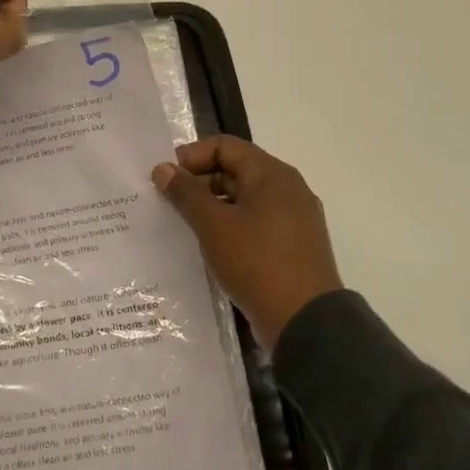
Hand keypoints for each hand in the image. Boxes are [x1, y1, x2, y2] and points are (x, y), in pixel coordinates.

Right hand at [153, 136, 342, 348]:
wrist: (306, 323)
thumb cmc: (257, 263)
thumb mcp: (213, 225)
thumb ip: (186, 193)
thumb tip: (163, 168)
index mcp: (272, 174)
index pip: (225, 146)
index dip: (191, 156)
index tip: (166, 179)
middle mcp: (288, 189)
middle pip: (235, 170)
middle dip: (199, 182)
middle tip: (168, 203)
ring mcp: (294, 218)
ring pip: (244, 198)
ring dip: (212, 206)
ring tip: (184, 226)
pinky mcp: (293, 245)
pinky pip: (255, 222)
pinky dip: (230, 226)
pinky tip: (210, 246)